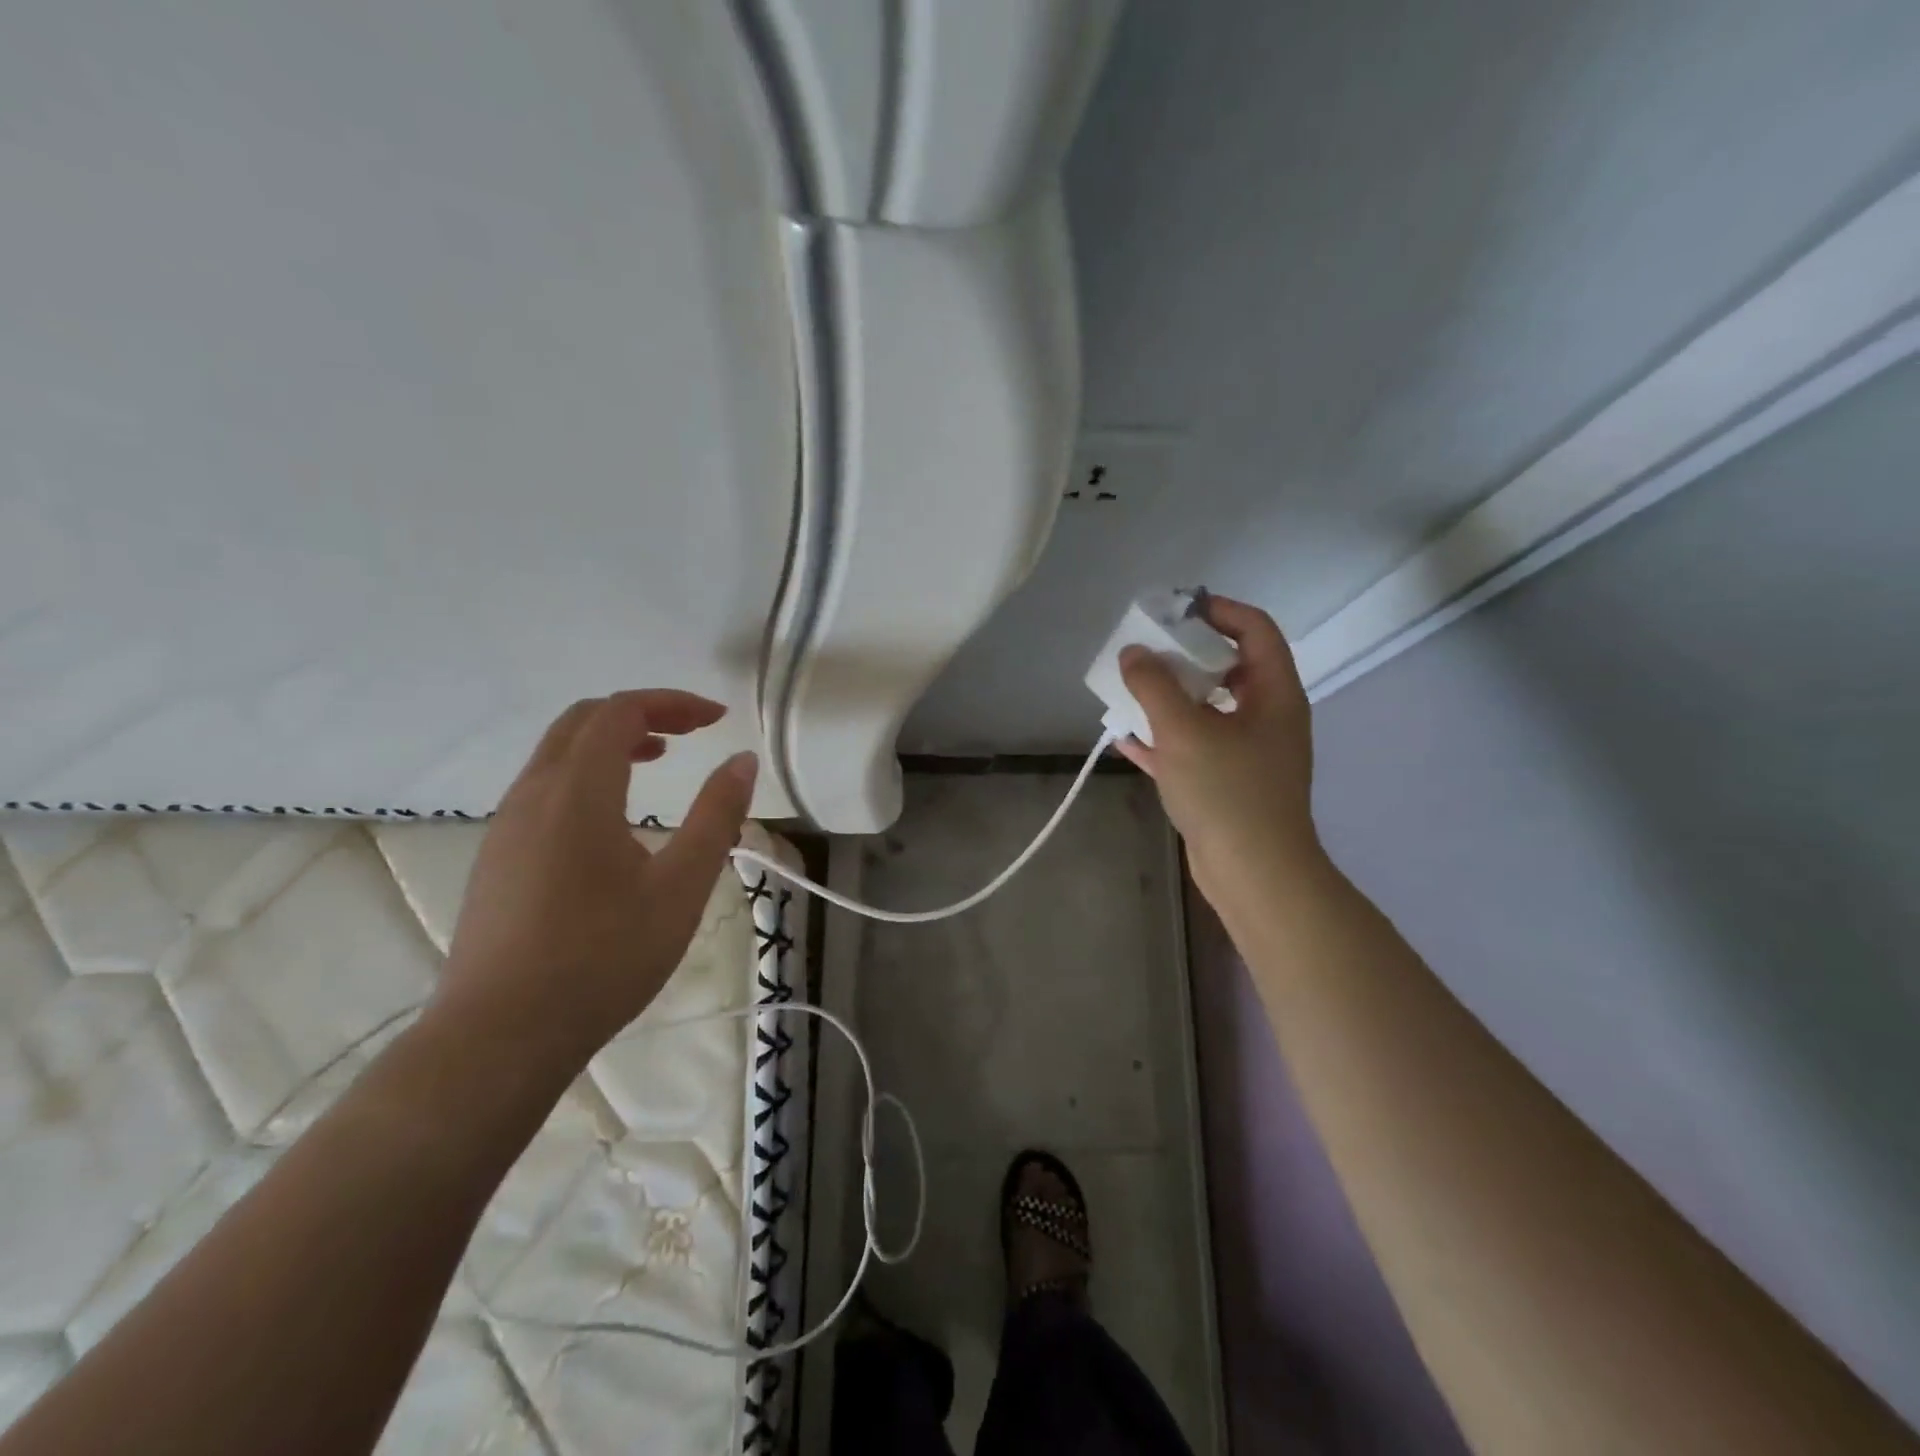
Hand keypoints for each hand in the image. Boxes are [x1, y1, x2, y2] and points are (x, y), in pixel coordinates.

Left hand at [434, 690, 757, 1069]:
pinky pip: (542, 788)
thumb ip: (716, 816)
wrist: (499, 1037)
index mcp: (578, 791)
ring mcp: (505, 827)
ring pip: (556, 754)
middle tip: (689, 733)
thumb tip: (742, 761)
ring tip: (656, 763)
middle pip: (582, 721)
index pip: (622, 712)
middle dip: (640, 714)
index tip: (718, 720)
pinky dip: (584, 774)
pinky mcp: (494, 859)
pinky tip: (610, 821)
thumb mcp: (680, 887)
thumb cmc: (603, 958)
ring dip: (609, 743)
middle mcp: (532, 794)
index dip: (674, 704)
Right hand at [1116, 596, 1325, 907]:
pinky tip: (1126, 739)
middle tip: (1144, 650)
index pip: (1255, 629)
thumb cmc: (1228, 793)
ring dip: (1169, 698)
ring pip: (1206, 709)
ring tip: (1128, 689)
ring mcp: (1247, 752)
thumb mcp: (1184, 731)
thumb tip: (1133, 653)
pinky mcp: (1226, 783)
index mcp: (1273, 694)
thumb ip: (1154, 686)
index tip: (1175, 609)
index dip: (1219, 610)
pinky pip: (1193, 746)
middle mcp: (1266, 717)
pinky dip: (1164, 738)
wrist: (1253, 874)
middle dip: (1184, 656)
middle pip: (1227, 668)